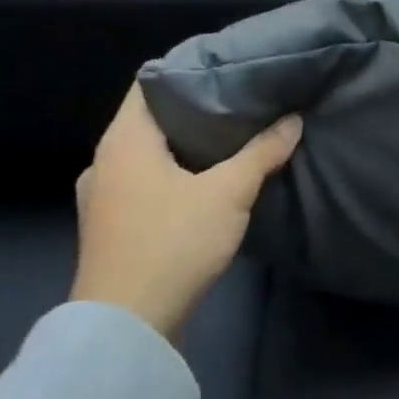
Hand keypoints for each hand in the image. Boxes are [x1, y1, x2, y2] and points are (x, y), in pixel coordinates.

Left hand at [72, 84, 301, 341]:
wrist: (126, 329)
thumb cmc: (172, 243)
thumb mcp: (229, 192)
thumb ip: (263, 151)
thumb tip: (294, 119)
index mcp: (124, 141)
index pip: (151, 83)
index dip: (190, 70)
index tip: (231, 69)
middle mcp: (106, 162)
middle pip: (153, 118)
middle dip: (197, 109)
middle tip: (243, 100)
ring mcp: (105, 197)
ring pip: (151, 153)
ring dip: (187, 145)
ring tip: (233, 137)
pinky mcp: (113, 227)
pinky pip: (147, 181)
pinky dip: (176, 173)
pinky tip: (209, 181)